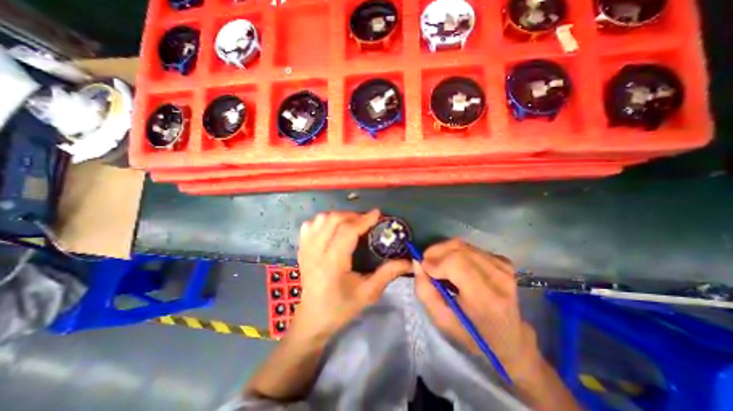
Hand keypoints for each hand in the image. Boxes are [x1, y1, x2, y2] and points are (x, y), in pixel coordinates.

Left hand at [292, 208, 411, 340]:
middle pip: (332, 220)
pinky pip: (309, 225)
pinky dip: (322, 221)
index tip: (377, 214)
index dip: (363, 220)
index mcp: (332, 264)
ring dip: (338, 216)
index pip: (347, 232)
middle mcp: (315, 253)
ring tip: (351, 222)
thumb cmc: (341, 307)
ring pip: (320, 219)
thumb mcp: (368, 293)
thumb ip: (388, 274)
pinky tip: (332, 227)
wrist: (313, 319)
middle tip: (366, 220)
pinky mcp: (301, 249)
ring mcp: (305, 249)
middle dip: (352, 215)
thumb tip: (408, 261)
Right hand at [414, 239, 540, 380]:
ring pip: (462, 245)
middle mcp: (498, 277)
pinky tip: (453, 265)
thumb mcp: (441, 319)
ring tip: (437, 265)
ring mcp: (503, 266)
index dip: (435, 261)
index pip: (457, 263)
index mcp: (486, 298)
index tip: (423, 268)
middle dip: (435, 253)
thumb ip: (424, 290)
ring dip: (444, 251)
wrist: (508, 337)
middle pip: (458, 249)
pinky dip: (455, 252)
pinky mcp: (502, 261)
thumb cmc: (471, 333)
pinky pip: (469, 247)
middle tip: (426, 264)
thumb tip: (417, 262)